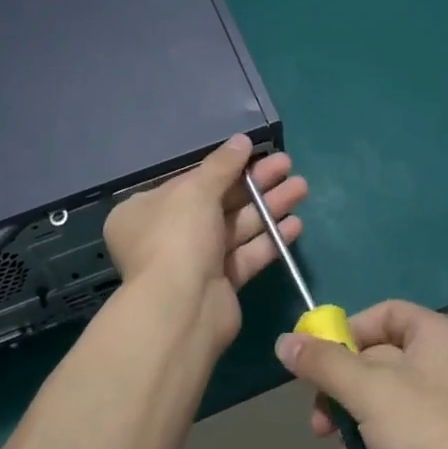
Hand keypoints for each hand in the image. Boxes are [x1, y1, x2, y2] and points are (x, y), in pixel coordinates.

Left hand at [103, 135, 307, 351]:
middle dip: (255, 183)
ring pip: (236, 227)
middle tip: (287, 164)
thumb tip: (242, 140)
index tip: (255, 153)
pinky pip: (246, 255)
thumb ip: (222, 164)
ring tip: (301, 188)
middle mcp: (166, 235)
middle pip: (218, 202)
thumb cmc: (178, 236)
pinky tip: (295, 224)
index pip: (189, 181)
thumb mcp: (197, 189)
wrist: (182, 308)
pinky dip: (269, 239)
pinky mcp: (219, 284)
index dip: (224, 166)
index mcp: (146, 210)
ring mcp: (194, 262)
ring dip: (269, 207)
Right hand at [274, 301, 447, 448]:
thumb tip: (284, 341)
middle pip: (377, 361)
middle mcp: (446, 366)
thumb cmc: (429, 437)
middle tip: (319, 422)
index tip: (319, 361)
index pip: (385, 314)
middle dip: (341, 392)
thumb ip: (324, 364)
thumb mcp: (368, 393)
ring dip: (351, 429)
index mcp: (437, 337)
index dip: (348, 331)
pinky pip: (400, 437)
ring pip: (383, 405)